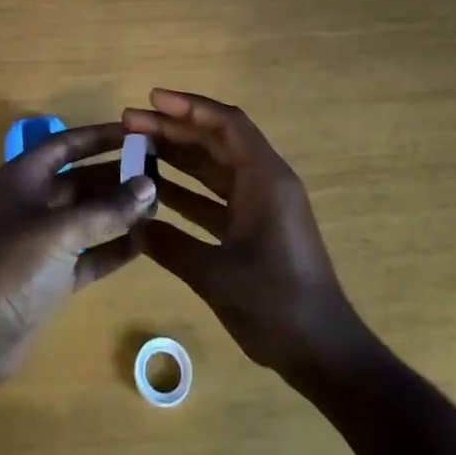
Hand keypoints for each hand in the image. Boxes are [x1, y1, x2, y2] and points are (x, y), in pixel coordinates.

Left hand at [0, 122, 157, 391]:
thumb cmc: (12, 264)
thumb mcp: (61, 230)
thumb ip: (107, 209)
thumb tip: (149, 185)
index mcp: (26, 177)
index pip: (68, 144)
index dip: (100, 136)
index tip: (136, 133)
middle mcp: (35, 201)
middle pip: (82, 180)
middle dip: (117, 177)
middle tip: (159, 173)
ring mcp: (44, 240)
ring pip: (89, 217)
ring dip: (120, 212)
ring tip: (160, 206)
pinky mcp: (53, 275)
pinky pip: (90, 253)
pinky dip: (114, 248)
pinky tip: (145, 243)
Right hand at [125, 89, 365, 377]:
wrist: (325, 355)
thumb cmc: (276, 304)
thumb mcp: (216, 275)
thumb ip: (171, 245)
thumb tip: (132, 225)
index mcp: (264, 178)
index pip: (226, 123)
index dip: (188, 106)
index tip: (150, 99)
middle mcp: (264, 182)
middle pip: (215, 140)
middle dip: (173, 129)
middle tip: (130, 124)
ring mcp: (261, 206)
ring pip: (213, 167)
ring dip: (177, 157)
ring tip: (135, 150)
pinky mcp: (255, 229)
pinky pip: (216, 197)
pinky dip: (187, 192)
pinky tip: (155, 193)